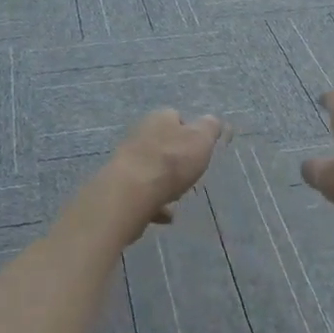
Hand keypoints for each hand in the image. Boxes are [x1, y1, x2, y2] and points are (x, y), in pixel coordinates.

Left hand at [103, 109, 224, 225]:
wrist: (132, 192)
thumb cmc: (172, 161)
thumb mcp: (202, 139)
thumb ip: (210, 128)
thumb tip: (212, 121)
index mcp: (160, 118)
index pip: (177, 117)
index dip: (190, 132)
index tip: (200, 149)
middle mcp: (140, 133)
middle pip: (163, 144)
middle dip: (176, 159)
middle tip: (189, 174)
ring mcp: (127, 159)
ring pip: (152, 168)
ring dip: (164, 182)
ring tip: (177, 197)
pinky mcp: (120, 183)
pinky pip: (143, 191)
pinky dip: (154, 202)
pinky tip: (165, 215)